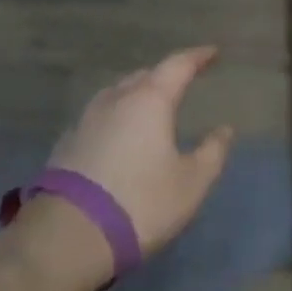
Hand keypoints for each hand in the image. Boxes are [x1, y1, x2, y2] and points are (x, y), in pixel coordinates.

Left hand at [0, 47, 233, 290]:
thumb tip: (224, 130)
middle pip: (144, 76)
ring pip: (117, 93)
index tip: (213, 53)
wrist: (67, 237)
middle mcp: (116, 100)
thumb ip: (212, 153)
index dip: (198, 56)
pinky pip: (99, 117)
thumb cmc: (140, 203)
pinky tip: (119, 135)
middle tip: (182, 82)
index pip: (178, 65)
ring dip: (137, 93)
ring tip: (150, 106)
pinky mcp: (66, 144)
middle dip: (165, 76)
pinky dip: (116, 117)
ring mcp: (86, 120)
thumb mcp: (191, 183)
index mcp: (150, 100)